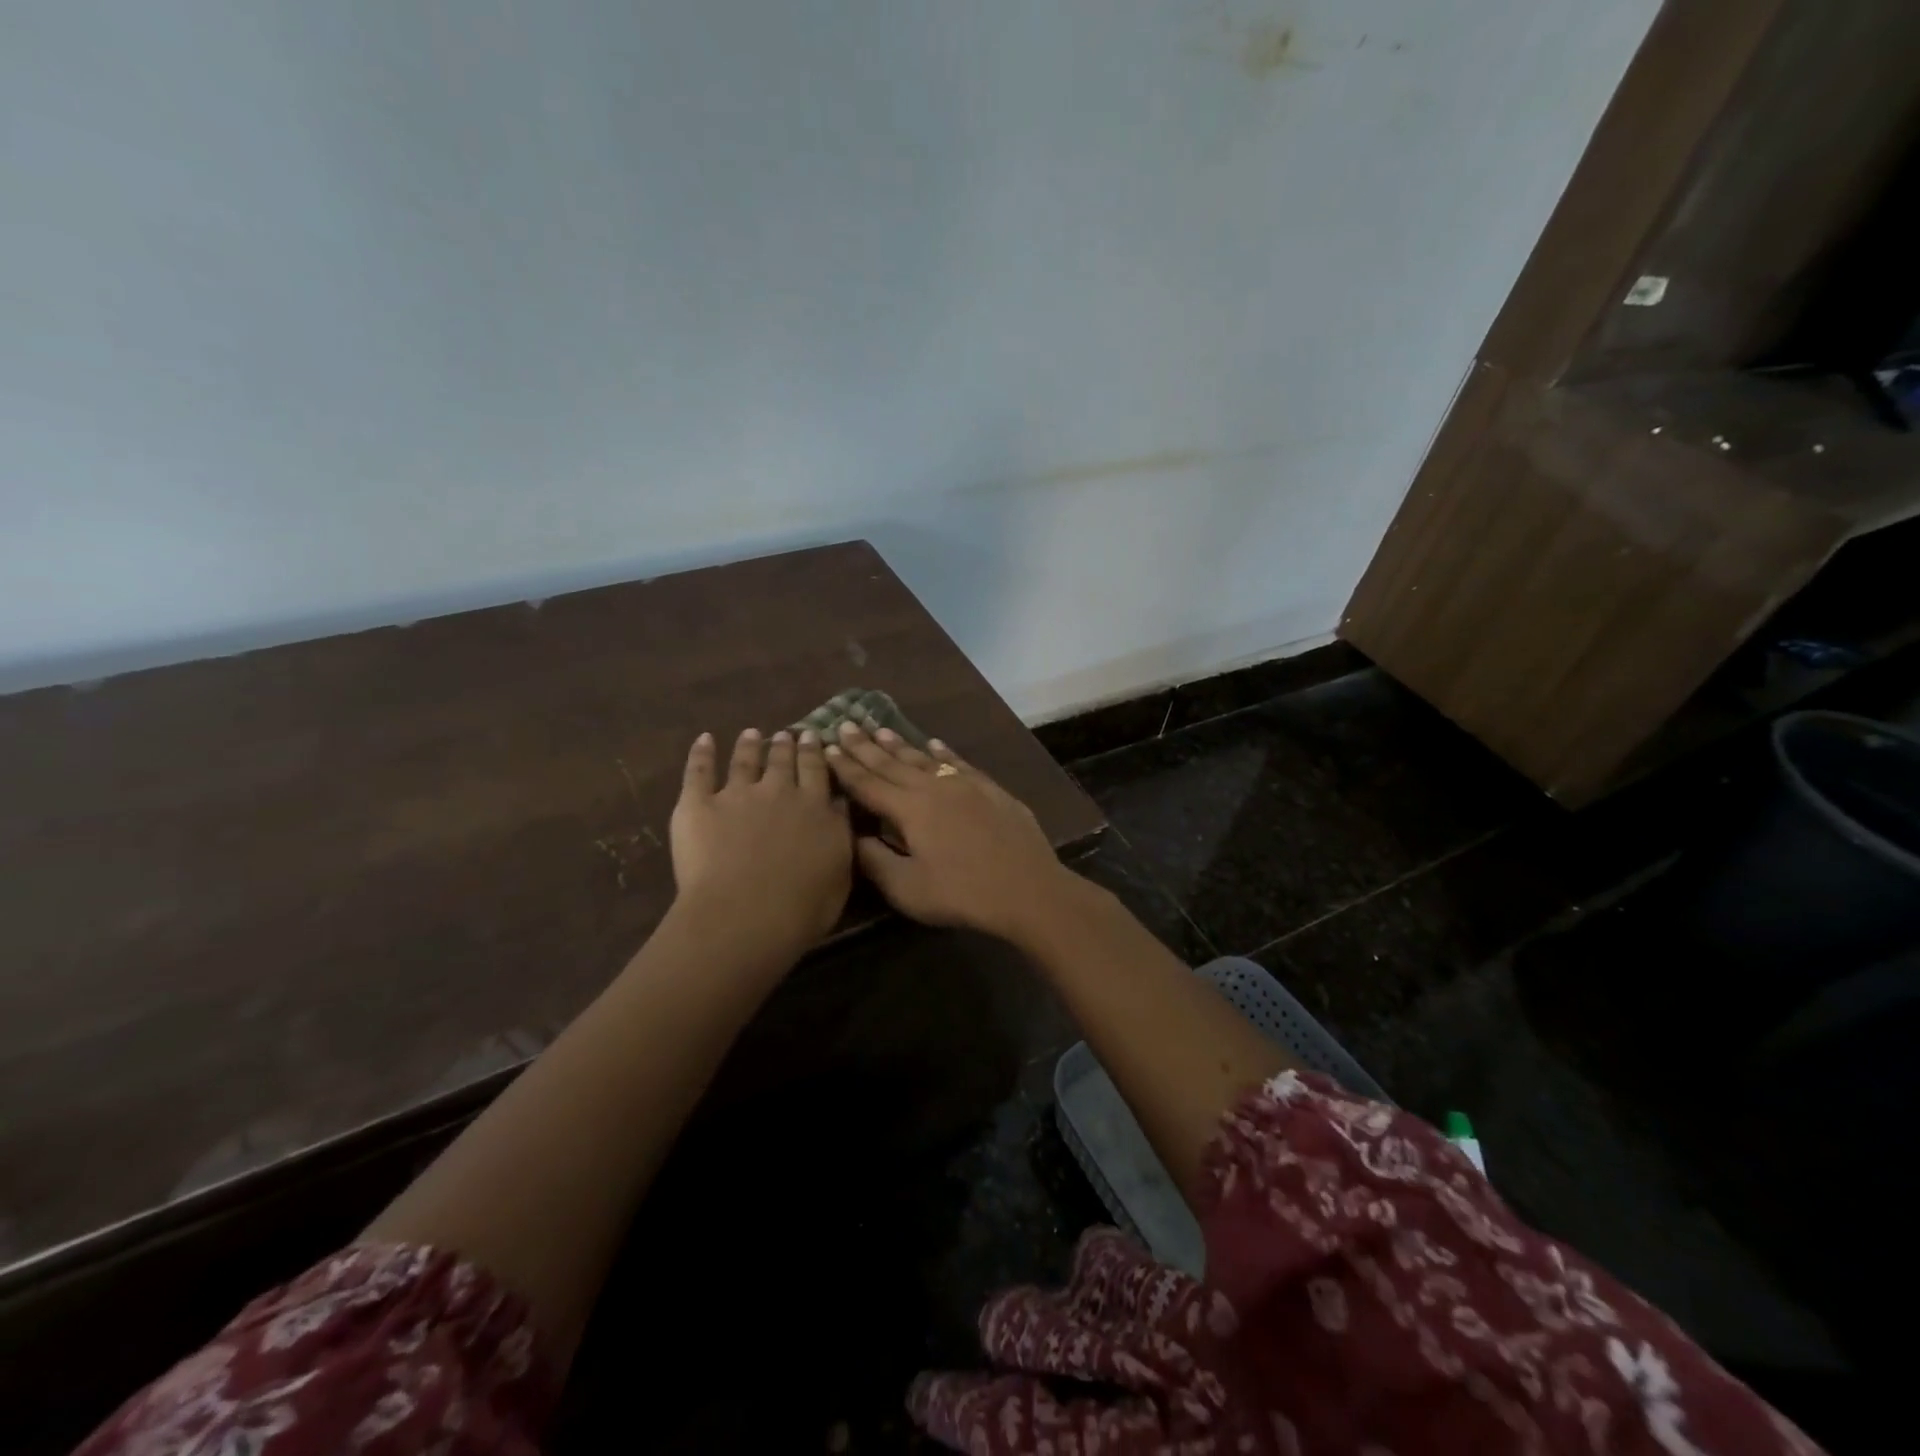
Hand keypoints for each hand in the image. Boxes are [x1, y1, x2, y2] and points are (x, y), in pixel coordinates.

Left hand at [669, 728, 852, 954]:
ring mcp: (737, 795)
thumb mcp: (840, 872)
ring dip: (749, 745)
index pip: (817, 772)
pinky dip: (701, 753)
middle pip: (783, 761)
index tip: (814, 737)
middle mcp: (779, 792)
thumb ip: (839, 835)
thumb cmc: (802, 907)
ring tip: (751, 733)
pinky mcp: (698, 805)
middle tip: (786, 734)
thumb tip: (840, 805)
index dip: (814, 753)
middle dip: (786, 745)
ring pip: (745, 760)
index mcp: (816, 809)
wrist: (746, 914)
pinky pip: (699, 771)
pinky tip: (704, 739)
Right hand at [824, 725, 1072, 940]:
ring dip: (899, 744)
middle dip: (865, 746)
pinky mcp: (990, 790)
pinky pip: (959, 763)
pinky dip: (943, 752)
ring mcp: (965, 784)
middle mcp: (933, 787)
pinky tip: (935, 743)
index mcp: (909, 809)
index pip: (868, 784)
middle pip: (892, 763)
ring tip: (879, 729)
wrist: (1027, 889)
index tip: (827, 748)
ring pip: (924, 758)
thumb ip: (874, 860)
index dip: (845, 767)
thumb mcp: (907, 888)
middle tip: (845, 725)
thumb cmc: (961, 893)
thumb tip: (852, 836)